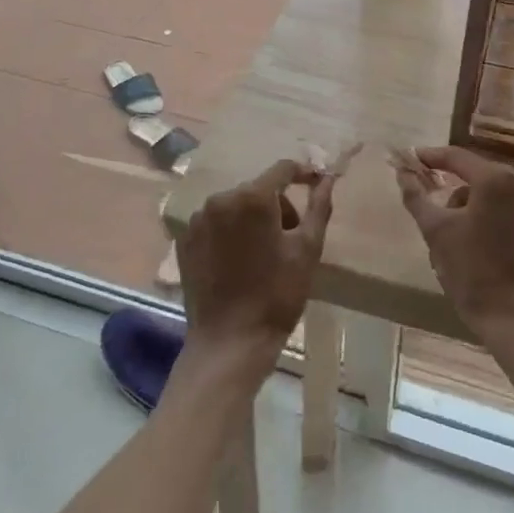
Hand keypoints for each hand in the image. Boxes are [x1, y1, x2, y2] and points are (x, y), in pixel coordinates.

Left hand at [178, 159, 334, 364]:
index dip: (302, 173)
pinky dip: (230, 233)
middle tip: (291, 239)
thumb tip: (327, 178)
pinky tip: (238, 263)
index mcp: (252, 197)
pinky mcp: (186, 239)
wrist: (230, 342)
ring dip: (253, 219)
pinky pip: (216, 223)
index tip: (316, 185)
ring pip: (236, 206)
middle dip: (278, 206)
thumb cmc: (276, 295)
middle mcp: (221, 198)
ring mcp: (198, 219)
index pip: (282, 169)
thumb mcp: (307, 250)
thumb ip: (319, 207)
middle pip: (258, 189)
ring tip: (264, 255)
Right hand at [393, 146, 513, 344]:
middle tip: (433, 213)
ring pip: (496, 196)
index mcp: (496, 180)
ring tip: (458, 240)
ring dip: (474, 208)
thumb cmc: (474, 274)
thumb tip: (403, 173)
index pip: (456, 157)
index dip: (431, 157)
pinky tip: (483, 248)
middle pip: (478, 176)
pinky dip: (494, 220)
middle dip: (453, 190)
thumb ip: (416, 197)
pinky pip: (512, 213)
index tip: (412, 160)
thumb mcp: (436, 233)